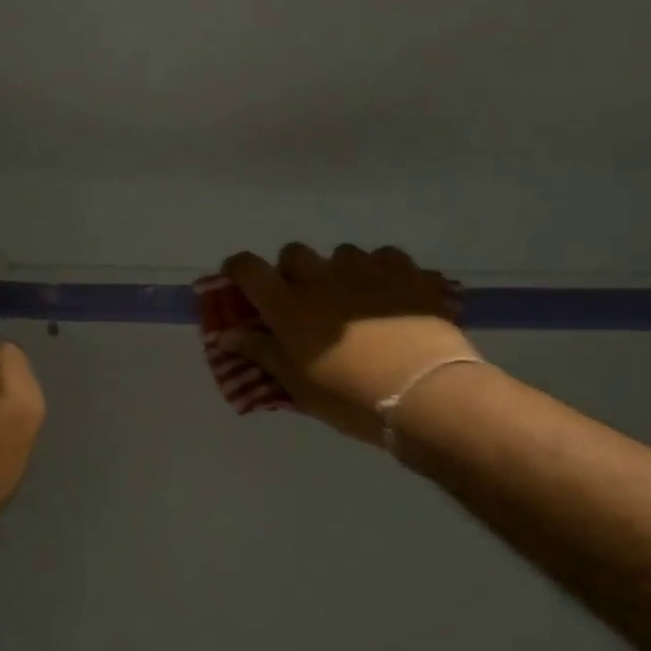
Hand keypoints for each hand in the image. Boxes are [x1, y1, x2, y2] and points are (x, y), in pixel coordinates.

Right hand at [221, 243, 476, 443]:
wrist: (424, 394)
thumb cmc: (350, 397)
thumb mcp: (298, 385)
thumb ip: (261, 353)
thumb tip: (227, 336)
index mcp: (288, 306)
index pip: (248, 269)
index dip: (238, 270)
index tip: (240, 282)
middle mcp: (322, 278)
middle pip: (294, 253)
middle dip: (291, 271)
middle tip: (302, 300)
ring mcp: (367, 270)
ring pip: (341, 253)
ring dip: (338, 271)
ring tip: (352, 299)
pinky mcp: (406, 273)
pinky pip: (385, 257)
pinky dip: (380, 270)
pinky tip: (388, 294)